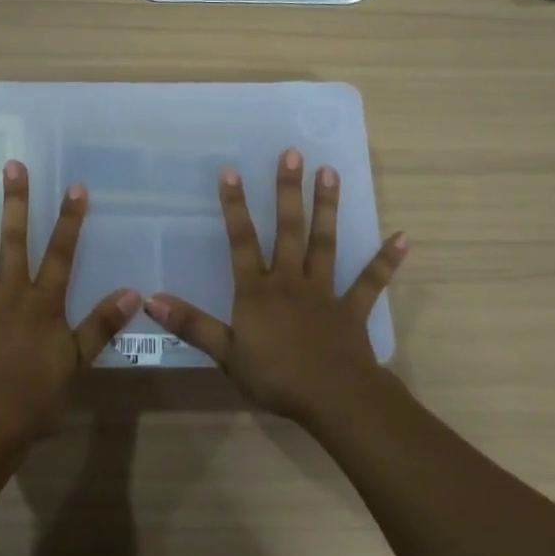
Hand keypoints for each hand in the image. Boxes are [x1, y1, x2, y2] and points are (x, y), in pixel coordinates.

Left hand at [0, 159, 138, 448]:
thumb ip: (102, 325)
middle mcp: (9, 292)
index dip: (70, 220)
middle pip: (15, 239)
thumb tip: (133, 292)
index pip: (61, 253)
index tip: (74, 186)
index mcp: (42, 302)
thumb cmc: (34, 396)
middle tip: (12, 165)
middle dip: (16, 201)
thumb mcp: (77, 362)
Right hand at [143, 148, 406, 424]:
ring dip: (327, 208)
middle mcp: (290, 281)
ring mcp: (325, 292)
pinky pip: (371, 282)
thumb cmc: (276, 377)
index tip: (231, 171)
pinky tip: (402, 238)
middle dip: (288, 191)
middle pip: (288, 230)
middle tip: (293, 154)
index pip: (241, 241)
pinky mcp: (352, 309)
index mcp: (258, 291)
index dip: (234, 206)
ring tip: (331, 173)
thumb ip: (191, 324)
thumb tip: (151, 300)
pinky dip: (385, 261)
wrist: (334, 400)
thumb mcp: (225, 354)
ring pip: (325, 243)